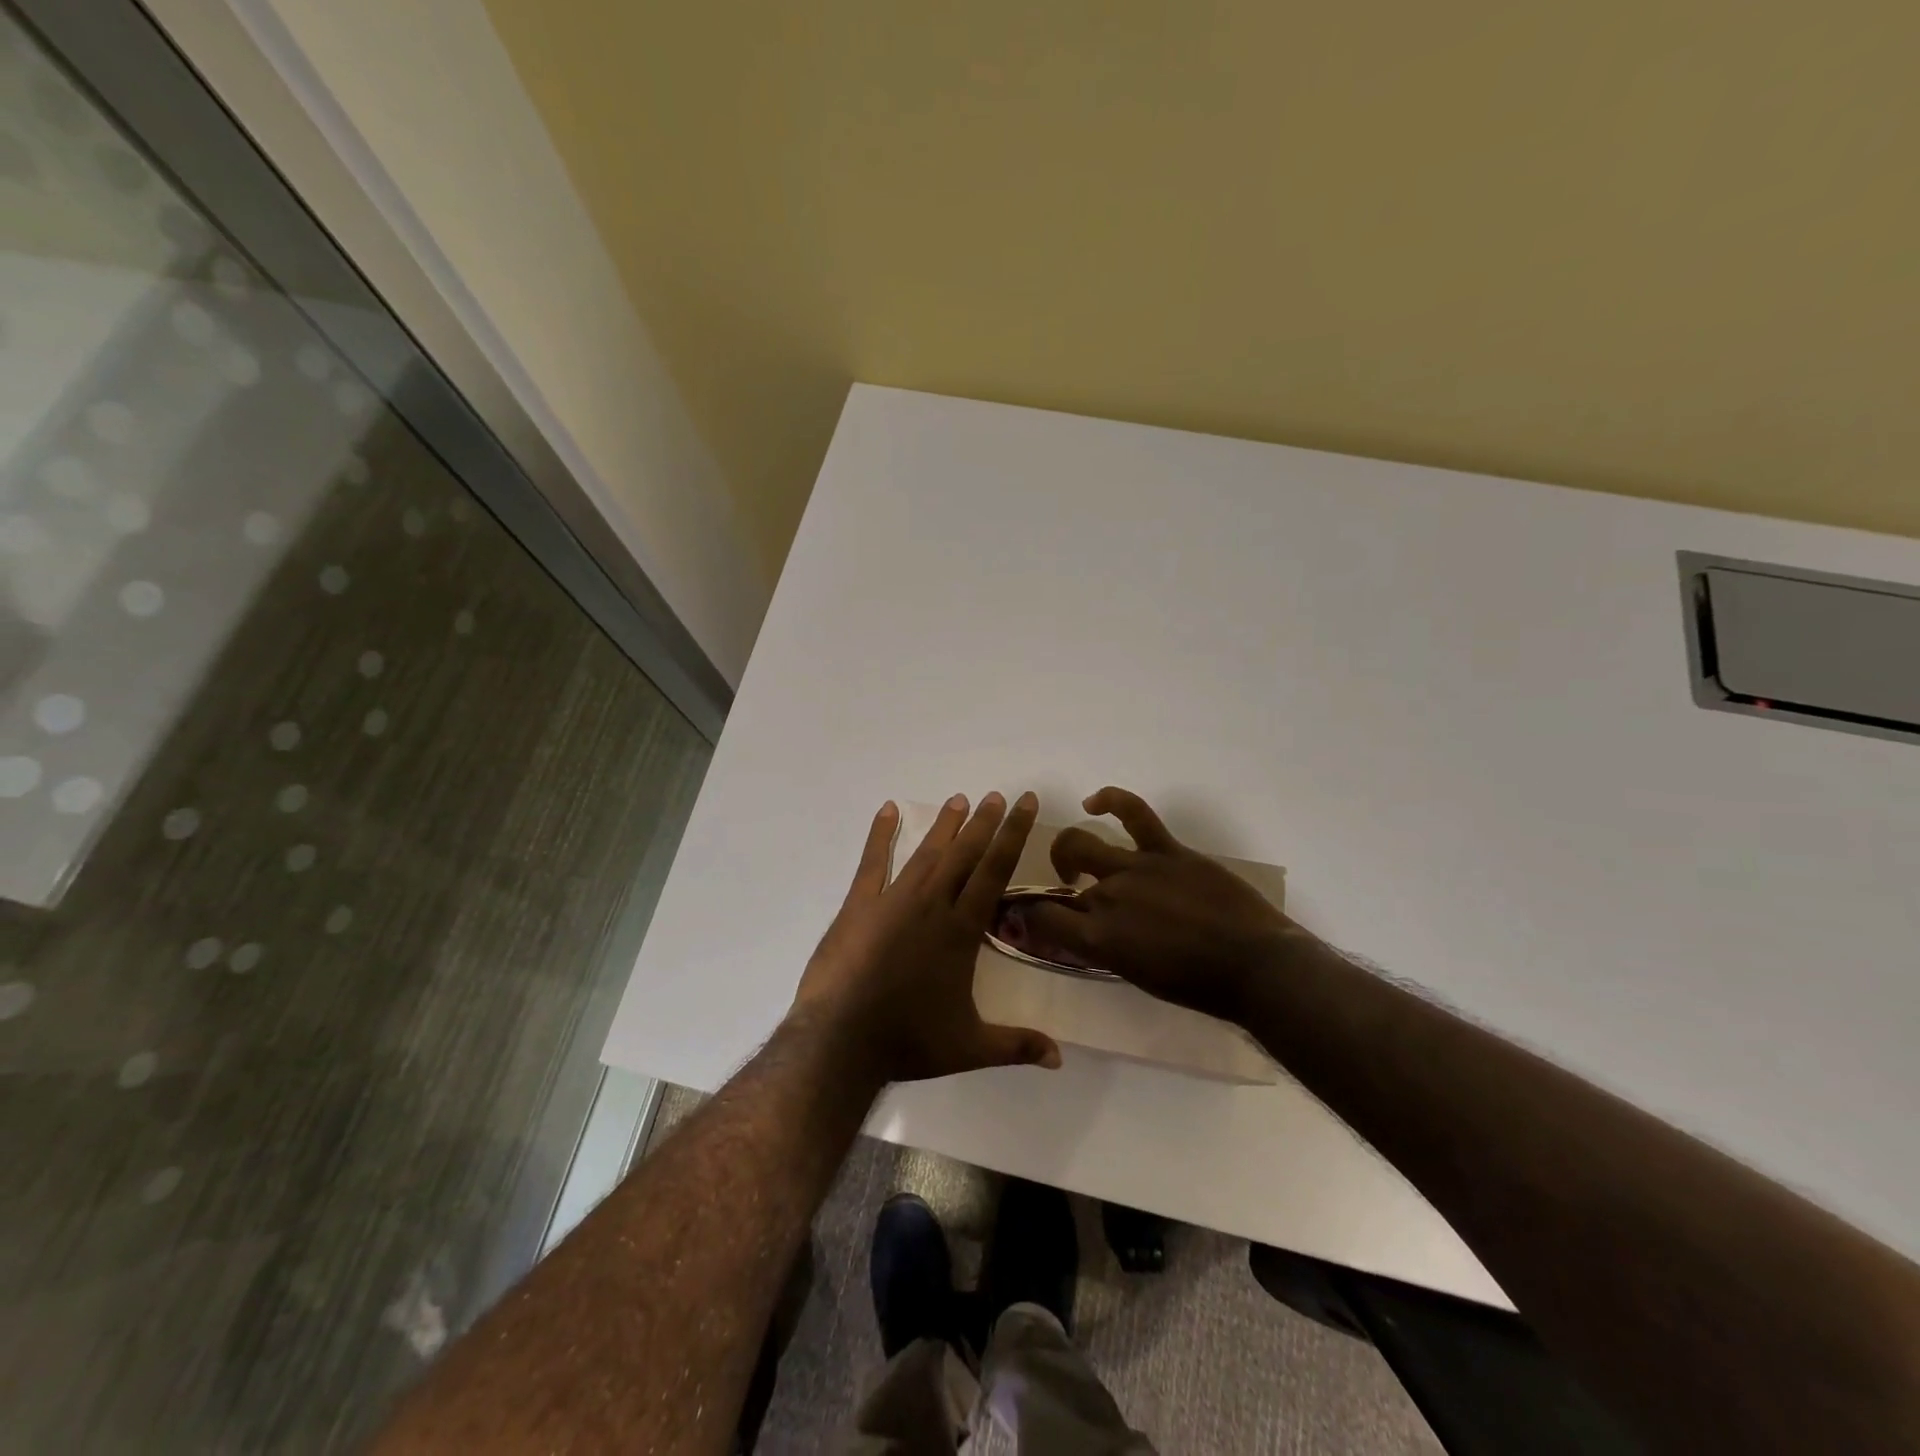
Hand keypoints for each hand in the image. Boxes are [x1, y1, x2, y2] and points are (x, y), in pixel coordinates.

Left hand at [793, 791, 1062, 1084]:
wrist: (842, 1041)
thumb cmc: (908, 1041)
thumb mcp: (970, 1047)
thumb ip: (1017, 1046)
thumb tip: (1061, 1059)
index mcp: (961, 930)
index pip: (995, 871)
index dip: (1013, 835)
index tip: (1024, 804)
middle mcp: (932, 905)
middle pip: (965, 854)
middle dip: (985, 823)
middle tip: (999, 796)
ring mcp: (893, 901)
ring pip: (927, 853)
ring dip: (945, 825)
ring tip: (960, 799)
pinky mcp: (859, 905)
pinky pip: (872, 862)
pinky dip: (880, 834)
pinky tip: (888, 810)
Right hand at [1011, 787, 1309, 1023]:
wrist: (1256, 966)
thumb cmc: (1200, 986)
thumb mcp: (1139, 977)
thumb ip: (1107, 949)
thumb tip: (1091, 933)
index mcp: (1100, 939)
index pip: (1043, 919)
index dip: (1028, 916)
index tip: (1028, 917)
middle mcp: (1108, 898)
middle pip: (1064, 884)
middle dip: (1058, 887)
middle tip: (1071, 895)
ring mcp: (1136, 868)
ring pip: (1082, 843)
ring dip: (1070, 852)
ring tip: (1076, 861)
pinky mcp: (1166, 850)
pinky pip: (1133, 812)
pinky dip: (1110, 799)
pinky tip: (1096, 802)